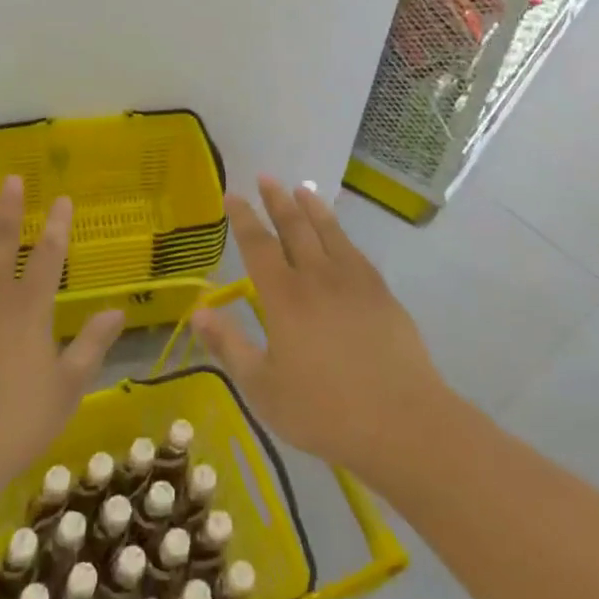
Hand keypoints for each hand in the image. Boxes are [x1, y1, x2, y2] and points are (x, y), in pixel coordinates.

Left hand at [0, 176, 122, 501]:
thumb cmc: (13, 426)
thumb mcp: (66, 390)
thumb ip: (92, 345)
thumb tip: (117, 310)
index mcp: (28, 308)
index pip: (49, 254)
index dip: (58, 224)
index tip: (63, 199)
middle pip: (2, 240)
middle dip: (10, 207)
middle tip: (12, 179)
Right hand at [192, 177, 452, 481]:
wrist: (400, 420)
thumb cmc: (324, 410)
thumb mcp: (263, 387)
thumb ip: (229, 346)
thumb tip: (197, 311)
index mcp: (284, 297)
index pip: (258, 245)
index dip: (243, 218)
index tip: (232, 194)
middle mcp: (317, 277)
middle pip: (294, 227)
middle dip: (277, 200)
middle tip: (266, 177)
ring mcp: (354, 281)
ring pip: (328, 232)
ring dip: (312, 207)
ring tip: (301, 188)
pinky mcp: (381, 293)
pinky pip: (355, 251)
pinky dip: (341, 233)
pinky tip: (339, 235)